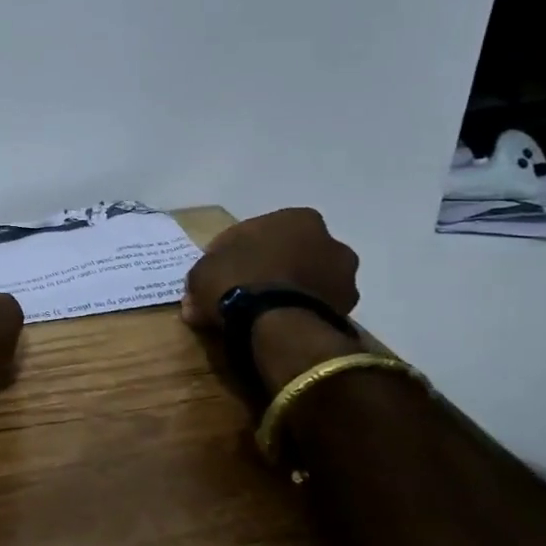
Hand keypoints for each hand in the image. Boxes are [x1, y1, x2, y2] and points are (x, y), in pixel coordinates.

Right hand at [180, 208, 360, 328]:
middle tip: (245, 290)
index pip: (259, 231)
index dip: (237, 251)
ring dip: (289, 291)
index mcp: (297, 219)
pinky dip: (299, 313)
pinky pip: (315, 306)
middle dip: (273, 268)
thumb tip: (196, 298)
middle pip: (292, 253)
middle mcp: (330, 241)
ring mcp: (344, 278)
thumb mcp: (202, 271)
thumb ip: (205, 275)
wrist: (276, 324)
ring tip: (262, 314)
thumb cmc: (237, 279)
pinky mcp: (348, 311)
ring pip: (307, 280)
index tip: (221, 271)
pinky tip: (278, 326)